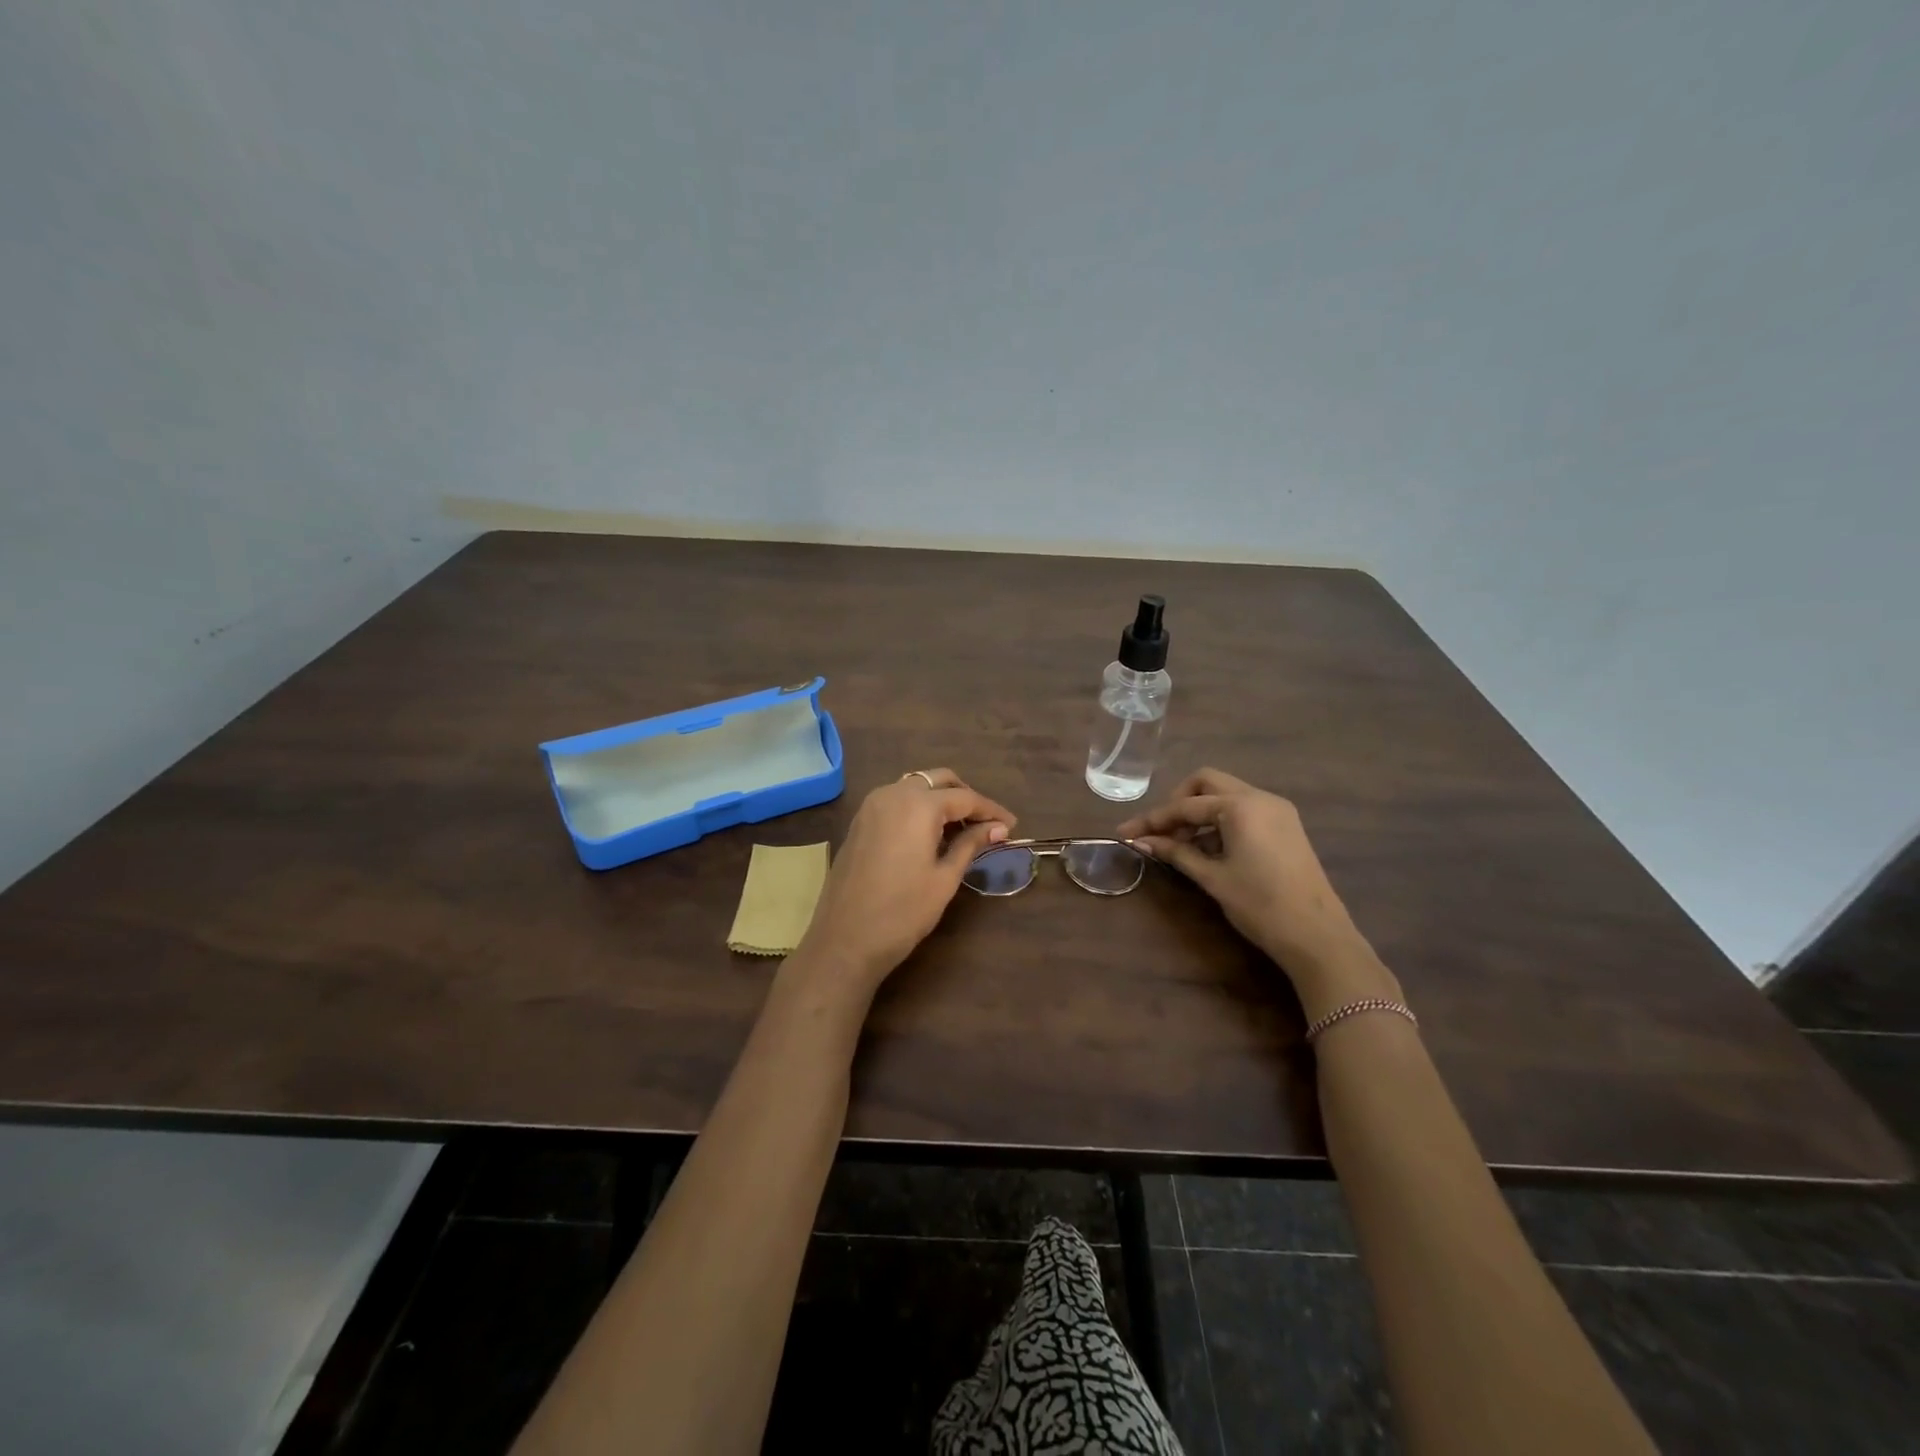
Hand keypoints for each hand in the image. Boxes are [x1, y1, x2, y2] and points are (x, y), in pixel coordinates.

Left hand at [797, 769, 1015, 992]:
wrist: (845, 940)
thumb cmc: (903, 912)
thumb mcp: (944, 878)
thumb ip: (970, 844)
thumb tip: (998, 828)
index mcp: (918, 805)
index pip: (965, 797)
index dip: (991, 810)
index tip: (1012, 825)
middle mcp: (893, 794)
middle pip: (938, 780)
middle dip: (965, 797)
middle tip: (987, 824)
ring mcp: (871, 806)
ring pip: (915, 786)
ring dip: (940, 799)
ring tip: (961, 829)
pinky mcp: (860, 821)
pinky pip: (896, 800)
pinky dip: (918, 807)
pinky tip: (930, 834)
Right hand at [1118, 768, 1397, 1017]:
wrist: (1317, 936)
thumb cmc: (1260, 905)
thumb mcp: (1212, 877)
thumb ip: (1176, 852)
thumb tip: (1141, 841)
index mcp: (1240, 806)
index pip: (1185, 805)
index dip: (1152, 820)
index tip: (1125, 833)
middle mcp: (1260, 797)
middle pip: (1206, 784)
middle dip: (1178, 804)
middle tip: (1160, 833)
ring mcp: (1277, 810)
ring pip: (1225, 795)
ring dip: (1199, 813)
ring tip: (1180, 845)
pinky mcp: (1286, 825)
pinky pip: (1243, 809)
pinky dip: (1220, 821)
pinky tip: (1208, 848)